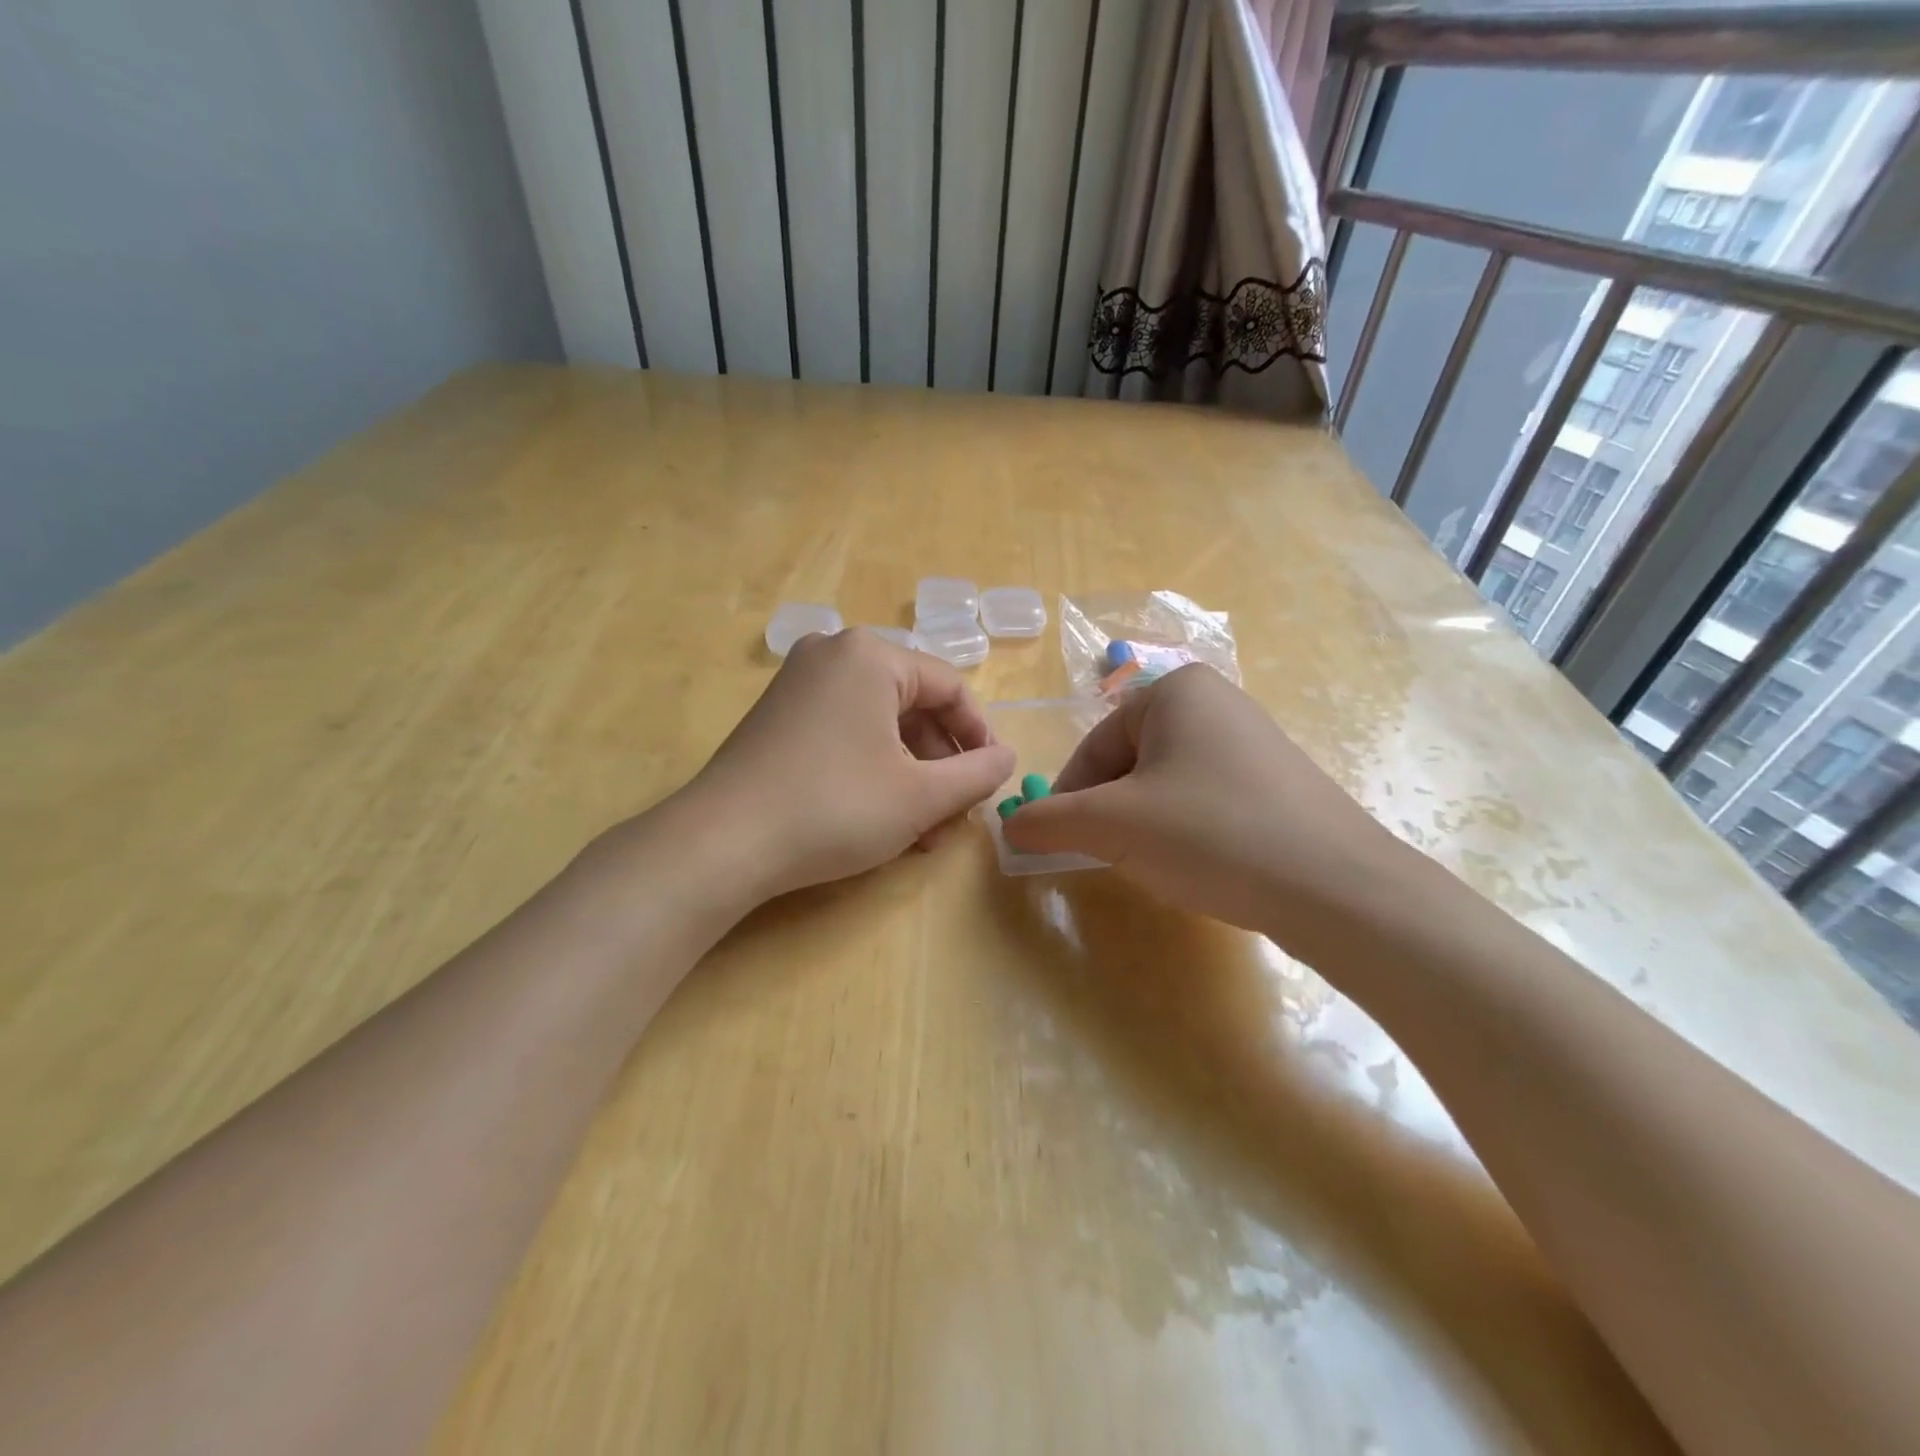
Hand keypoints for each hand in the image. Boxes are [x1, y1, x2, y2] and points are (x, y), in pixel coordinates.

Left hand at [676, 629, 1013, 900]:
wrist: (722, 843)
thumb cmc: (834, 808)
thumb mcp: (920, 796)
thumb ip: (976, 774)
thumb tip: (1006, 758)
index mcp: (871, 655)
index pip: (950, 688)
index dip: (979, 737)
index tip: (991, 782)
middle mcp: (832, 654)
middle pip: (912, 705)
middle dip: (940, 764)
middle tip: (954, 814)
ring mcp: (798, 683)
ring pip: (879, 724)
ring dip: (909, 774)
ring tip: (922, 830)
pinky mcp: (777, 715)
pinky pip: (845, 732)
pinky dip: (872, 769)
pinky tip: (882, 816)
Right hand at [1002, 665, 1408, 938]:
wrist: (1337, 887)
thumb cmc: (1210, 833)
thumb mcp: (1113, 826)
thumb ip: (1050, 821)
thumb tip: (1010, 826)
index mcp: (1175, 691)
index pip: (1095, 745)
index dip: (1070, 797)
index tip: (1061, 842)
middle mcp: (1217, 702)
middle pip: (1130, 762)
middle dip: (1111, 812)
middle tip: (1110, 856)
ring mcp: (1254, 743)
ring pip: (1167, 785)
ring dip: (1145, 825)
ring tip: (1158, 864)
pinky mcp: (1279, 784)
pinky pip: (1208, 800)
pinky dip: (1188, 831)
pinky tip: (1201, 865)